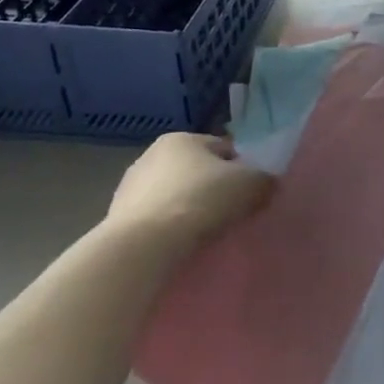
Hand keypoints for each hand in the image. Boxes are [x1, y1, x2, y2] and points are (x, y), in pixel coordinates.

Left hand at [106, 133, 273, 248]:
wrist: (144, 246)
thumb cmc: (201, 201)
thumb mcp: (252, 185)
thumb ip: (265, 180)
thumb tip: (266, 185)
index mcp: (182, 138)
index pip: (224, 149)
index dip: (243, 169)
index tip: (250, 193)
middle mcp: (151, 154)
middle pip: (197, 171)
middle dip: (214, 188)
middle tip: (231, 213)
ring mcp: (130, 187)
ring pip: (175, 195)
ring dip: (190, 208)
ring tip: (205, 233)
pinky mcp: (117, 218)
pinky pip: (157, 219)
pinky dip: (170, 228)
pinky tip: (180, 244)